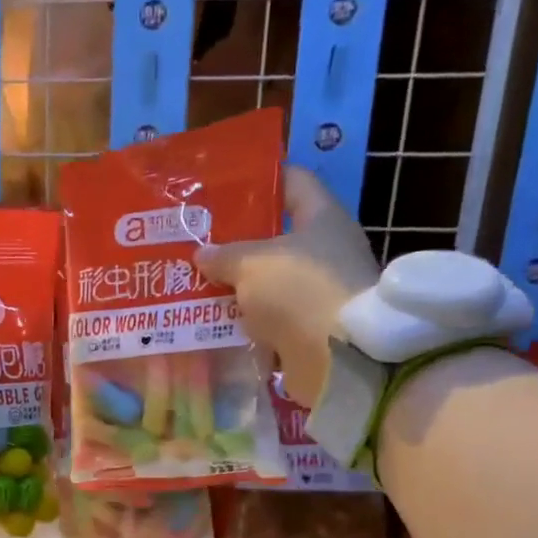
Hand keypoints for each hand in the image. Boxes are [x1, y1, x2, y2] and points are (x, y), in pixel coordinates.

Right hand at [194, 166, 379, 407]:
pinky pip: (270, 319)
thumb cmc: (300, 290)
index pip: (294, 181)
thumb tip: (202, 253)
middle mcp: (326, 251)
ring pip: (270, 282)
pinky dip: (247, 321)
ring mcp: (319, 293)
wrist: (339, 358)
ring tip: (197, 283)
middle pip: (277, 237)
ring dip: (238, 286)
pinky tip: (214, 321)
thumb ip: (224, 255)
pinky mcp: (310, 330)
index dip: (262, 178)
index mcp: (323, 218)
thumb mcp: (252, 264)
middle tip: (198, 241)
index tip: (225, 184)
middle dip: (238, 241)